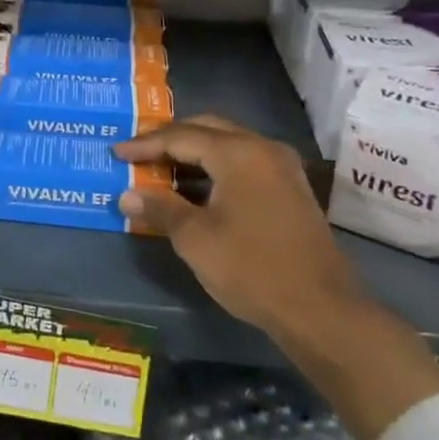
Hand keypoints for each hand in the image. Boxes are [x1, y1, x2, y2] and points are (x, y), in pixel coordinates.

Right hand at [113, 116, 438, 439]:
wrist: (322, 310)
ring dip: (194, 152)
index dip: (145, 145)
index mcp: (238, 152)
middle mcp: (262, 148)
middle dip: (170, 138)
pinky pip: (244, 161)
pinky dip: (215, 167)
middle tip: (139, 152)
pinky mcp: (291, 188)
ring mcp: (282, 167)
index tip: (116, 153)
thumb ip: (160, 209)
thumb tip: (127, 196)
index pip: (181, 136)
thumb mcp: (196, 239)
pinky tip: (196, 188)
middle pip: (207, 129)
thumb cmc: (252, 269)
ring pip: (228, 143)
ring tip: (161, 168)